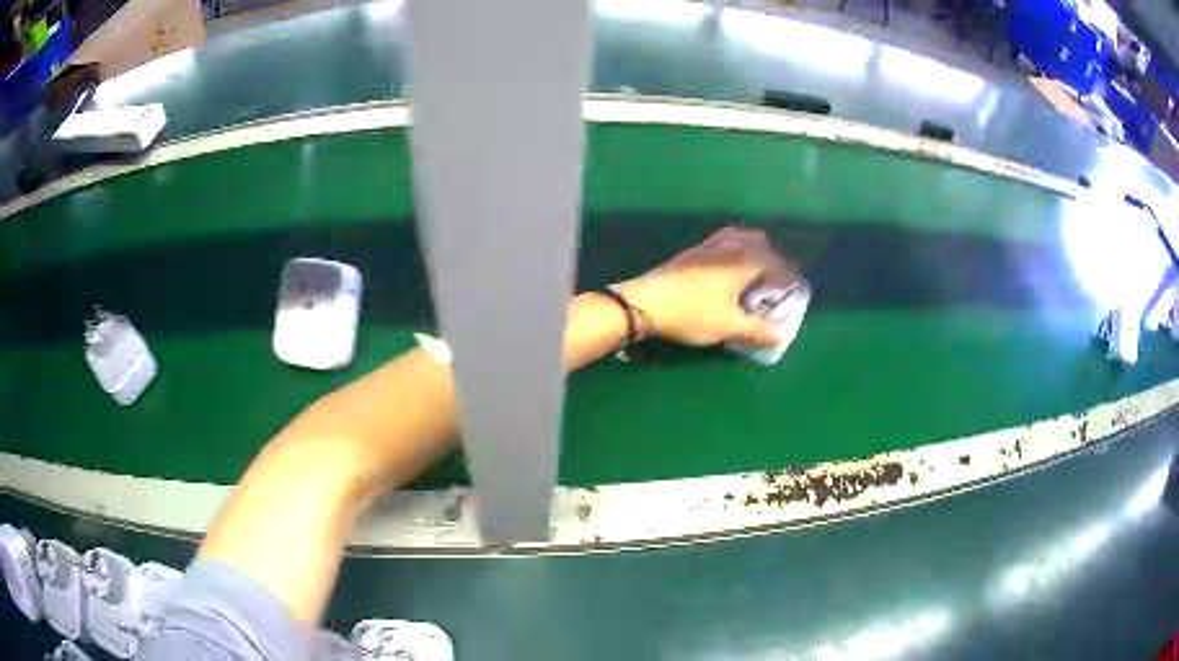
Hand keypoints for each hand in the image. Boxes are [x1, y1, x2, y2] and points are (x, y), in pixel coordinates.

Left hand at [614, 226, 796, 347]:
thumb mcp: (728, 326)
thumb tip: (782, 335)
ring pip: (737, 237)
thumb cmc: (693, 314)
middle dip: (771, 255)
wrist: (646, 302)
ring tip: (752, 270)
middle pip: (757, 240)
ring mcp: (706, 246)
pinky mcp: (689, 252)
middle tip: (774, 276)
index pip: (774, 261)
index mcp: (743, 262)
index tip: (793, 286)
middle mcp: (728, 247)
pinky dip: (732, 248)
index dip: (787, 273)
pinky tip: (724, 269)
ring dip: (750, 248)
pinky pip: (720, 241)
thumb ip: (757, 330)